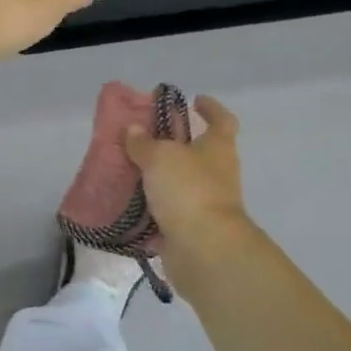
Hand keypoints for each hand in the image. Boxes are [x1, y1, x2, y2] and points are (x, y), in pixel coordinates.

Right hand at [124, 96, 250, 252]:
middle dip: (175, 144)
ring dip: (161, 176)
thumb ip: (144, 143)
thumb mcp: (160, 157)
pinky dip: (152, 206)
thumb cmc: (188, 190)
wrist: (204, 250)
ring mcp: (206, 203)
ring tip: (129, 168)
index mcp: (218, 148)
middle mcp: (217, 173)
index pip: (222, 120)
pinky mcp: (191, 229)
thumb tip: (134, 130)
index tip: (194, 100)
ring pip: (181, 182)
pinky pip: (168, 211)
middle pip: (199, 152)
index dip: (210, 108)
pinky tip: (128, 201)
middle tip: (145, 136)